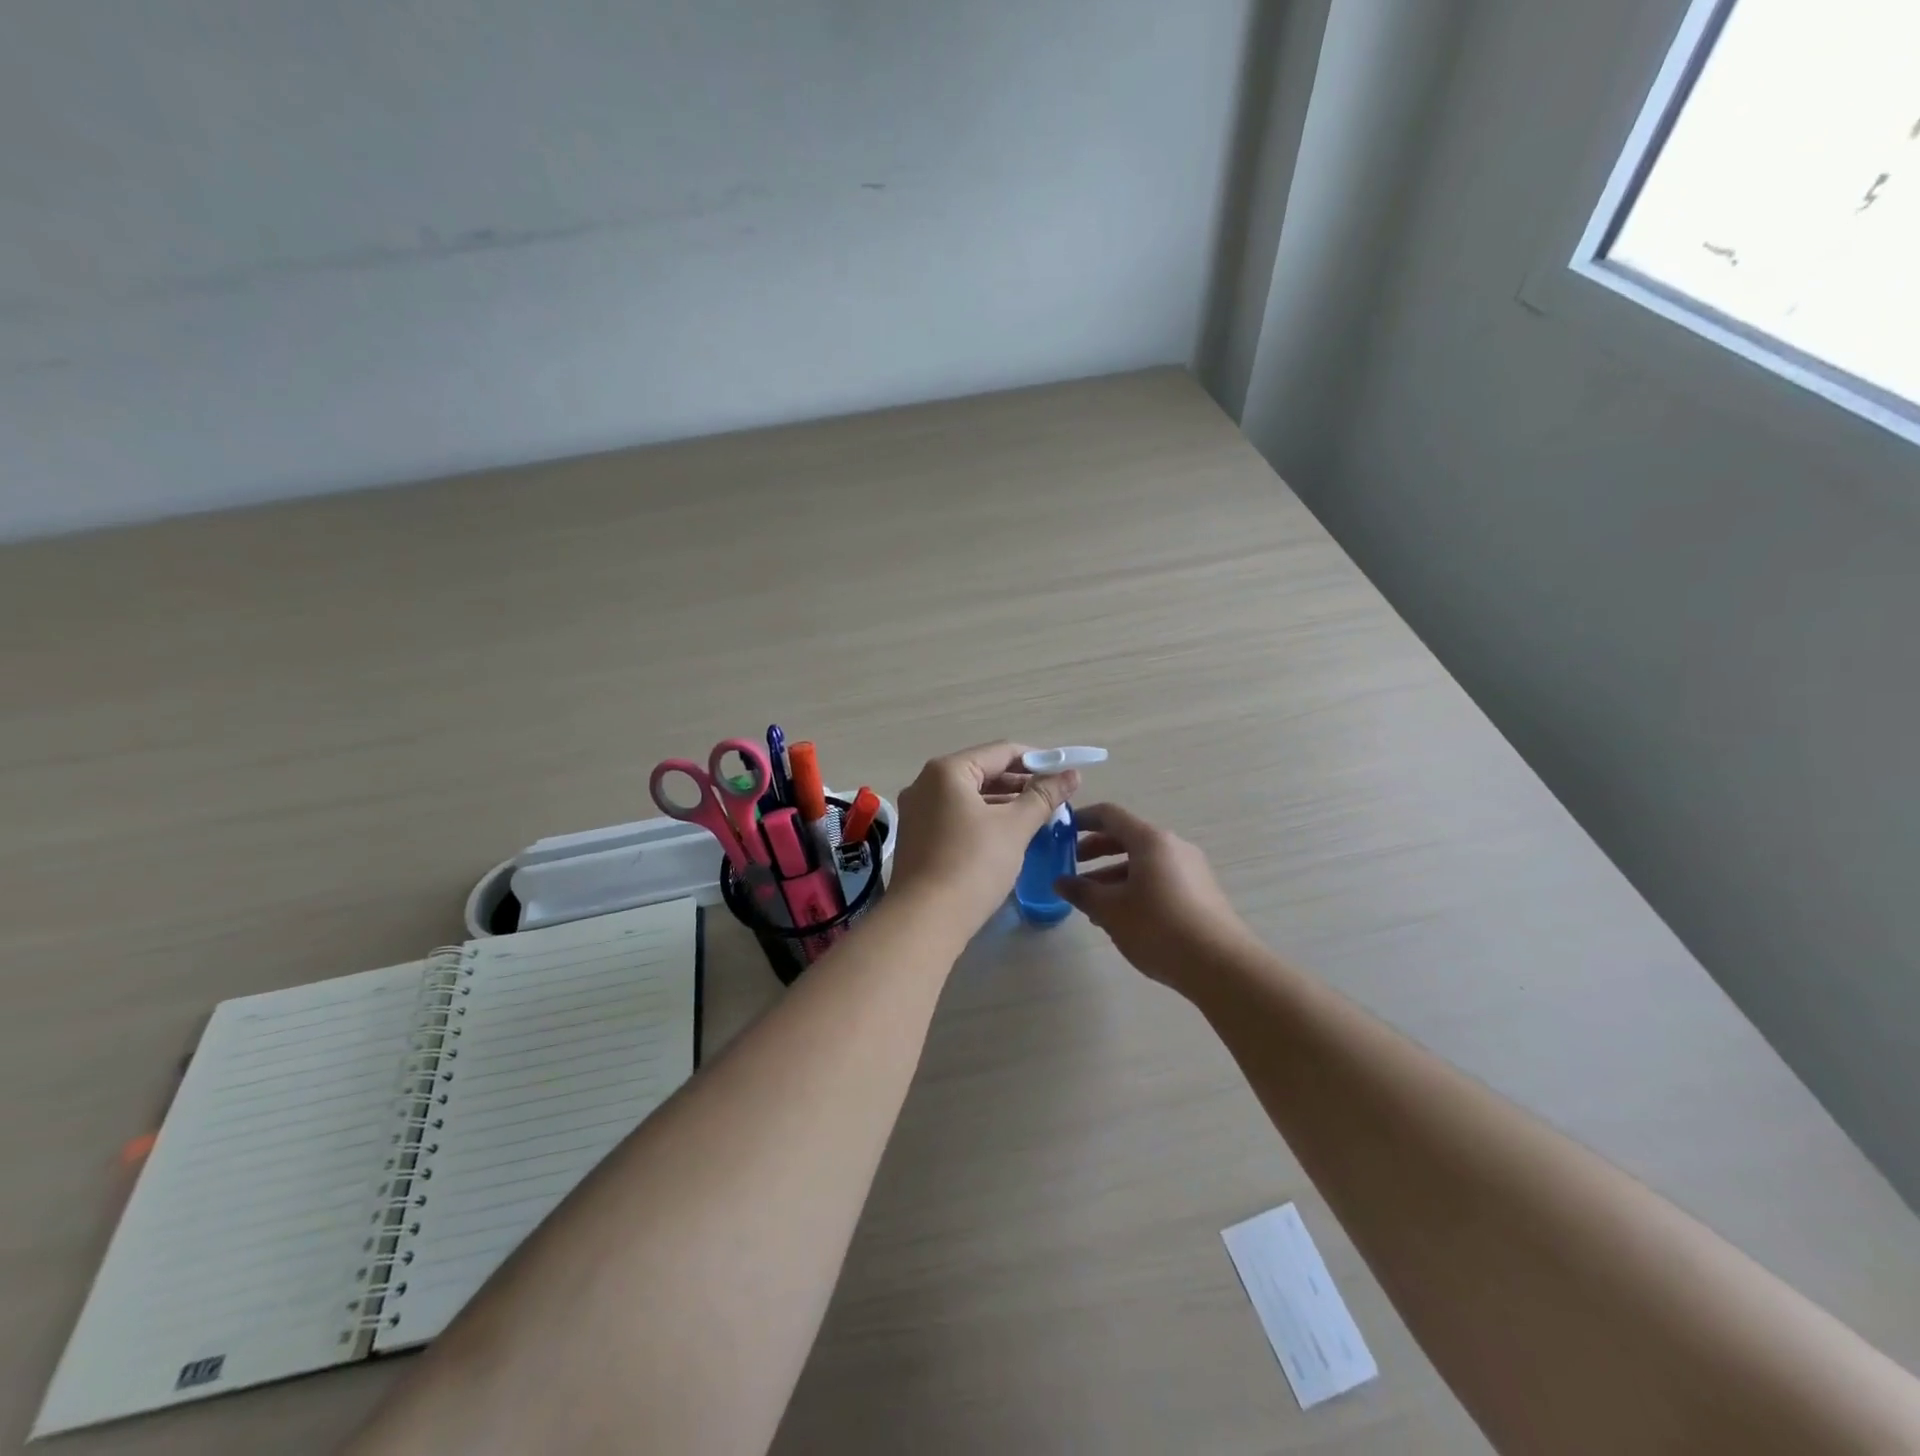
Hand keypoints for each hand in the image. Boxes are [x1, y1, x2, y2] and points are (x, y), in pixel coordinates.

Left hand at [889, 742, 1079, 934]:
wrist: (925, 920)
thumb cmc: (973, 865)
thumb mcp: (1015, 827)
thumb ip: (1044, 796)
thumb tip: (1072, 774)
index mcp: (947, 771)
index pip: (1001, 752)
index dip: (1038, 759)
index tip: (1065, 773)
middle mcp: (926, 783)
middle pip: (983, 771)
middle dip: (1020, 782)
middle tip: (1054, 797)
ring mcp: (917, 811)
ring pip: (970, 796)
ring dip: (1004, 802)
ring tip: (1038, 815)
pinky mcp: (917, 836)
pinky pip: (957, 815)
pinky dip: (983, 818)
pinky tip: (1007, 834)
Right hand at [1055, 803, 1256, 987]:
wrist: (1221, 965)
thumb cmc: (1158, 927)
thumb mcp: (1111, 910)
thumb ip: (1082, 892)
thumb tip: (1061, 881)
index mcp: (1150, 840)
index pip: (1110, 815)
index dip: (1083, 819)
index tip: (1061, 831)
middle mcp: (1173, 846)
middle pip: (1127, 838)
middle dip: (1096, 851)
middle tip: (1072, 867)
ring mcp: (1191, 869)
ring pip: (1143, 862)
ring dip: (1114, 875)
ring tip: (1092, 902)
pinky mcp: (1200, 892)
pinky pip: (1159, 878)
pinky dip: (1135, 887)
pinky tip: (1122, 917)